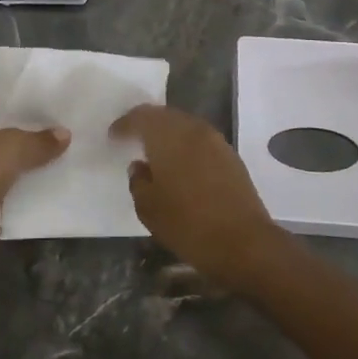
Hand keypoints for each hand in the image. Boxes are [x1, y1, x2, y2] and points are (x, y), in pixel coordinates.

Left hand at [0, 112, 67, 271]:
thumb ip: (40, 140)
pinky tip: (41, 192)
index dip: (17, 117)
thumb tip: (65, 133)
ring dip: (20, 172)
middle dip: (22, 146)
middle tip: (54, 144)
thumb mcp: (14, 147)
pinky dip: (16, 194)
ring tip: (54, 166)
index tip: (45, 122)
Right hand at [111, 105, 288, 292]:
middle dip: (146, 123)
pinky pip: (200, 139)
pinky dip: (186, 144)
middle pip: (164, 116)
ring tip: (155, 150)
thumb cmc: (188, 224)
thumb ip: (138, 181)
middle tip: (132, 136)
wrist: (244, 242)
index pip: (141, 117)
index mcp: (168, 136)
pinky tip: (180, 162)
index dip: (124, 124)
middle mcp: (192, 129)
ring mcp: (215, 141)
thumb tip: (140, 166)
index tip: (113, 135)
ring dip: (168, 133)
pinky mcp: (230, 156)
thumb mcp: (148, 208)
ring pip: (184, 125)